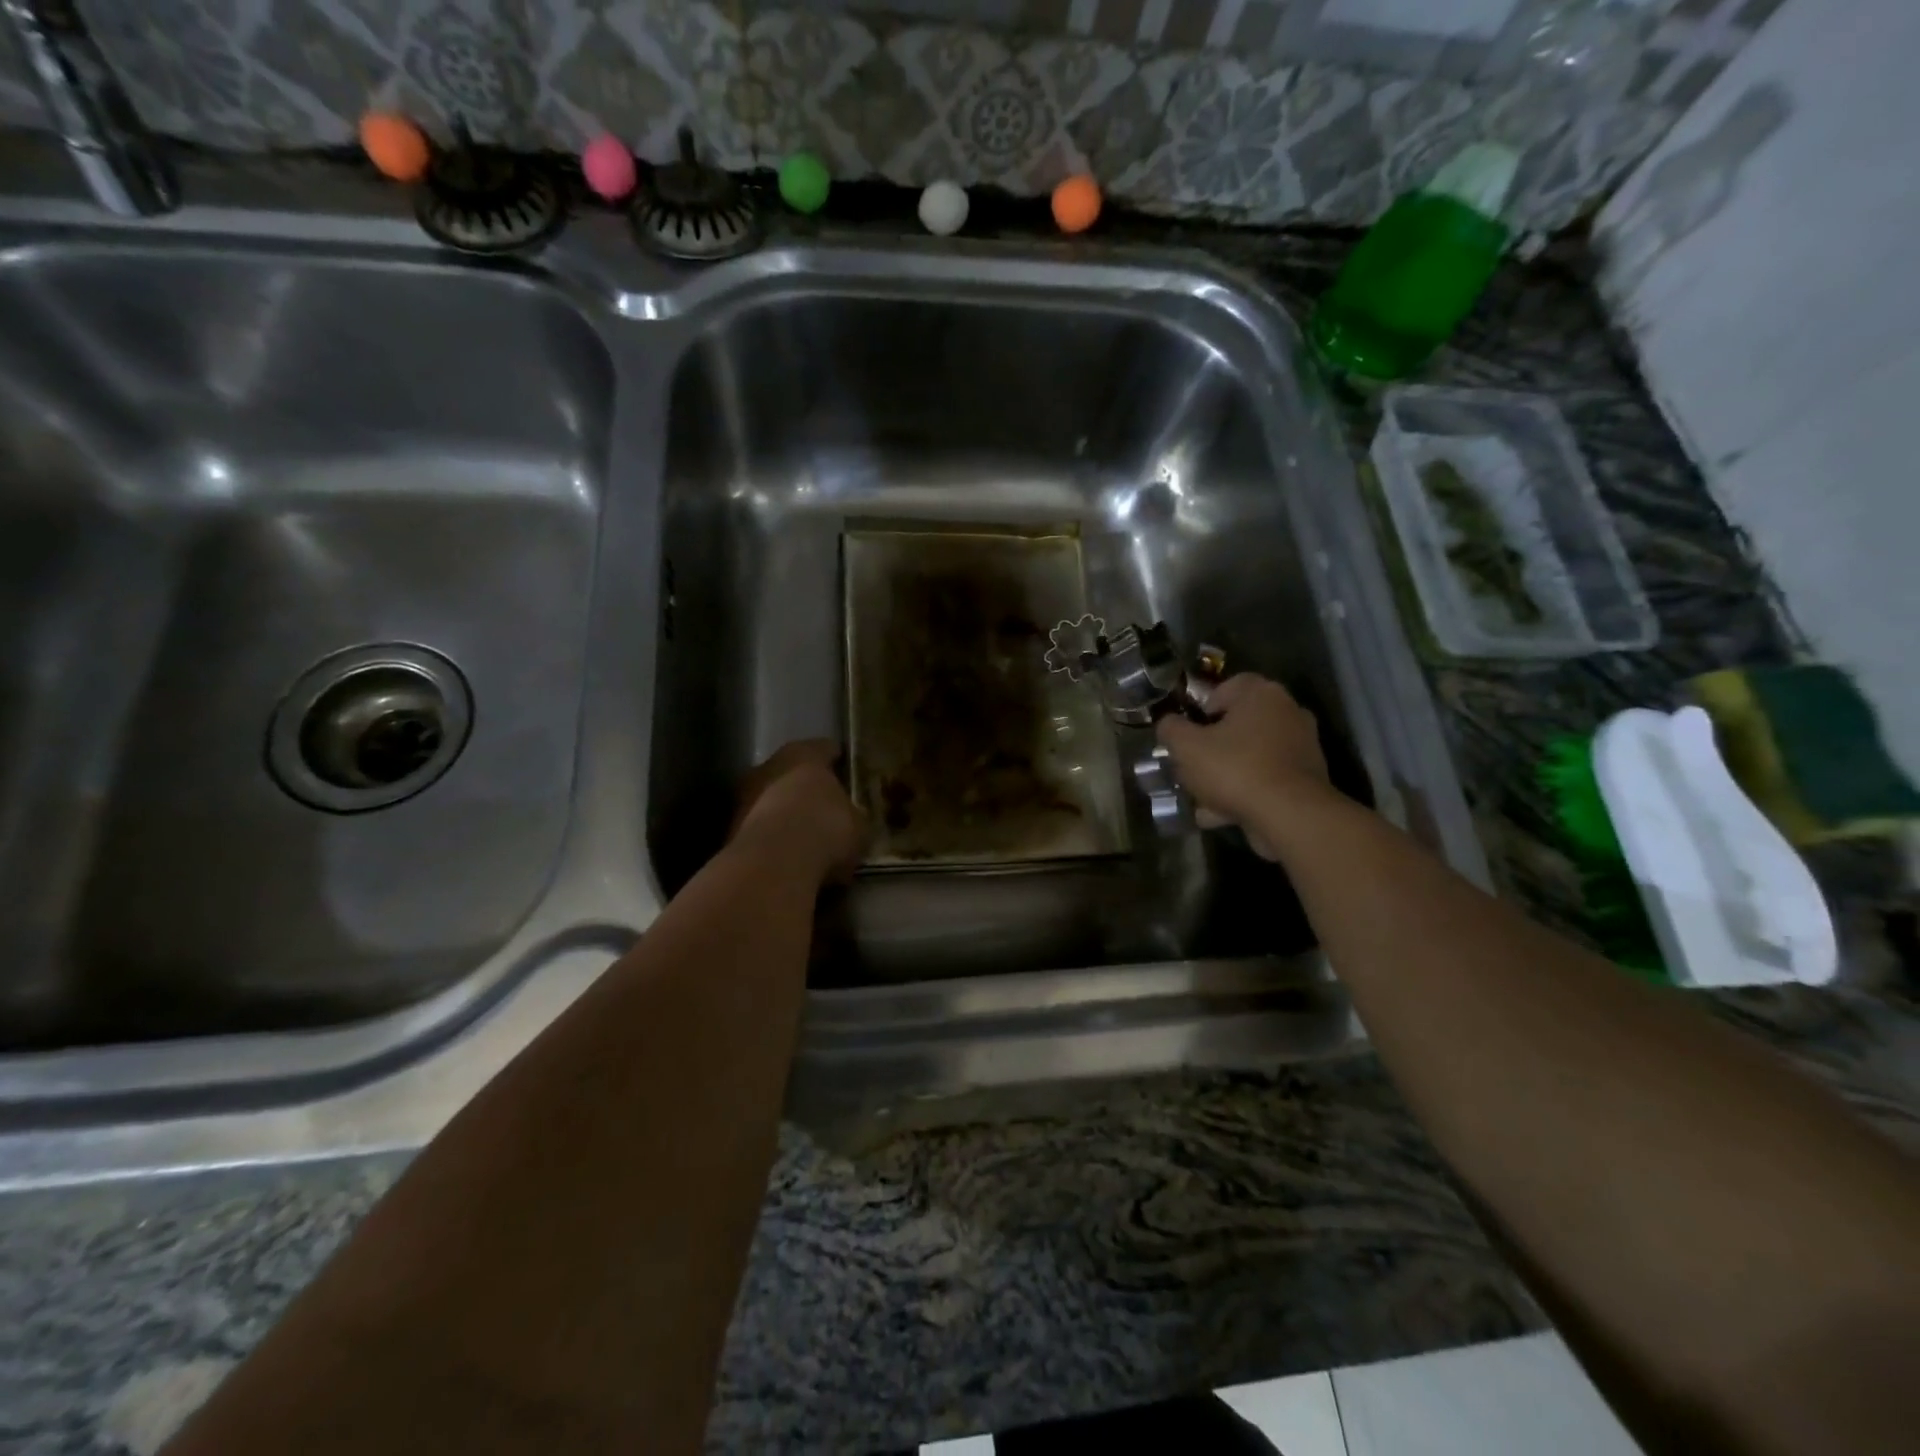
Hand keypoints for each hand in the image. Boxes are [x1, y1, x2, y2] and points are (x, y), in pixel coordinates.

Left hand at [729, 741, 865, 884]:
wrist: (774, 865)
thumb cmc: (826, 829)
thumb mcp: (858, 825)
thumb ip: (854, 815)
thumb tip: (853, 818)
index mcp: (805, 754)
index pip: (825, 748)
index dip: (837, 760)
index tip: (845, 770)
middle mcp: (770, 765)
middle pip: (791, 771)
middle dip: (805, 786)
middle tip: (824, 804)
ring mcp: (744, 795)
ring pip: (770, 798)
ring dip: (784, 812)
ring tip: (804, 833)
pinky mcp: (730, 828)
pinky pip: (759, 826)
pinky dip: (771, 836)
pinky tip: (787, 854)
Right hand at [1156, 675, 1331, 860]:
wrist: (1290, 815)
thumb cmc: (1234, 769)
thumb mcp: (1185, 747)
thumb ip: (1170, 729)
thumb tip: (1168, 723)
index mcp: (1261, 693)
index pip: (1224, 688)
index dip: (1199, 711)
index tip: (1188, 736)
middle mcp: (1287, 711)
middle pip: (1237, 724)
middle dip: (1212, 747)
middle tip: (1191, 768)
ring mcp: (1302, 745)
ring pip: (1250, 755)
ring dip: (1226, 774)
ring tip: (1202, 799)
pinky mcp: (1307, 777)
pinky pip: (1266, 778)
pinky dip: (1246, 792)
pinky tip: (1221, 815)